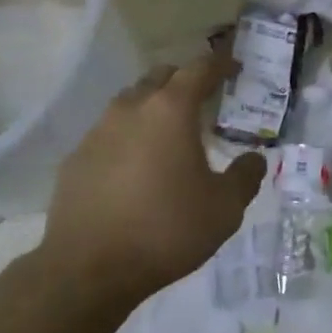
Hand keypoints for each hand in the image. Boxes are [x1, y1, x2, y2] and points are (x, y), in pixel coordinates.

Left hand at [43, 53, 266, 305]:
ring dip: (152, 108)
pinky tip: (134, 168)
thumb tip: (255, 158)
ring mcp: (97, 131)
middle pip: (160, 77)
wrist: (89, 269)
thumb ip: (245, 176)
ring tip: (168, 134)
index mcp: (171, 110)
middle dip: (183, 81)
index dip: (220, 63)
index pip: (199, 69)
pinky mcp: (76, 158)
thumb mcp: (224, 208)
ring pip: (130, 102)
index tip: (233, 66)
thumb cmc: (166, 230)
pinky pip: (107, 134)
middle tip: (202, 101)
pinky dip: (127, 138)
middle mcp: (131, 109)